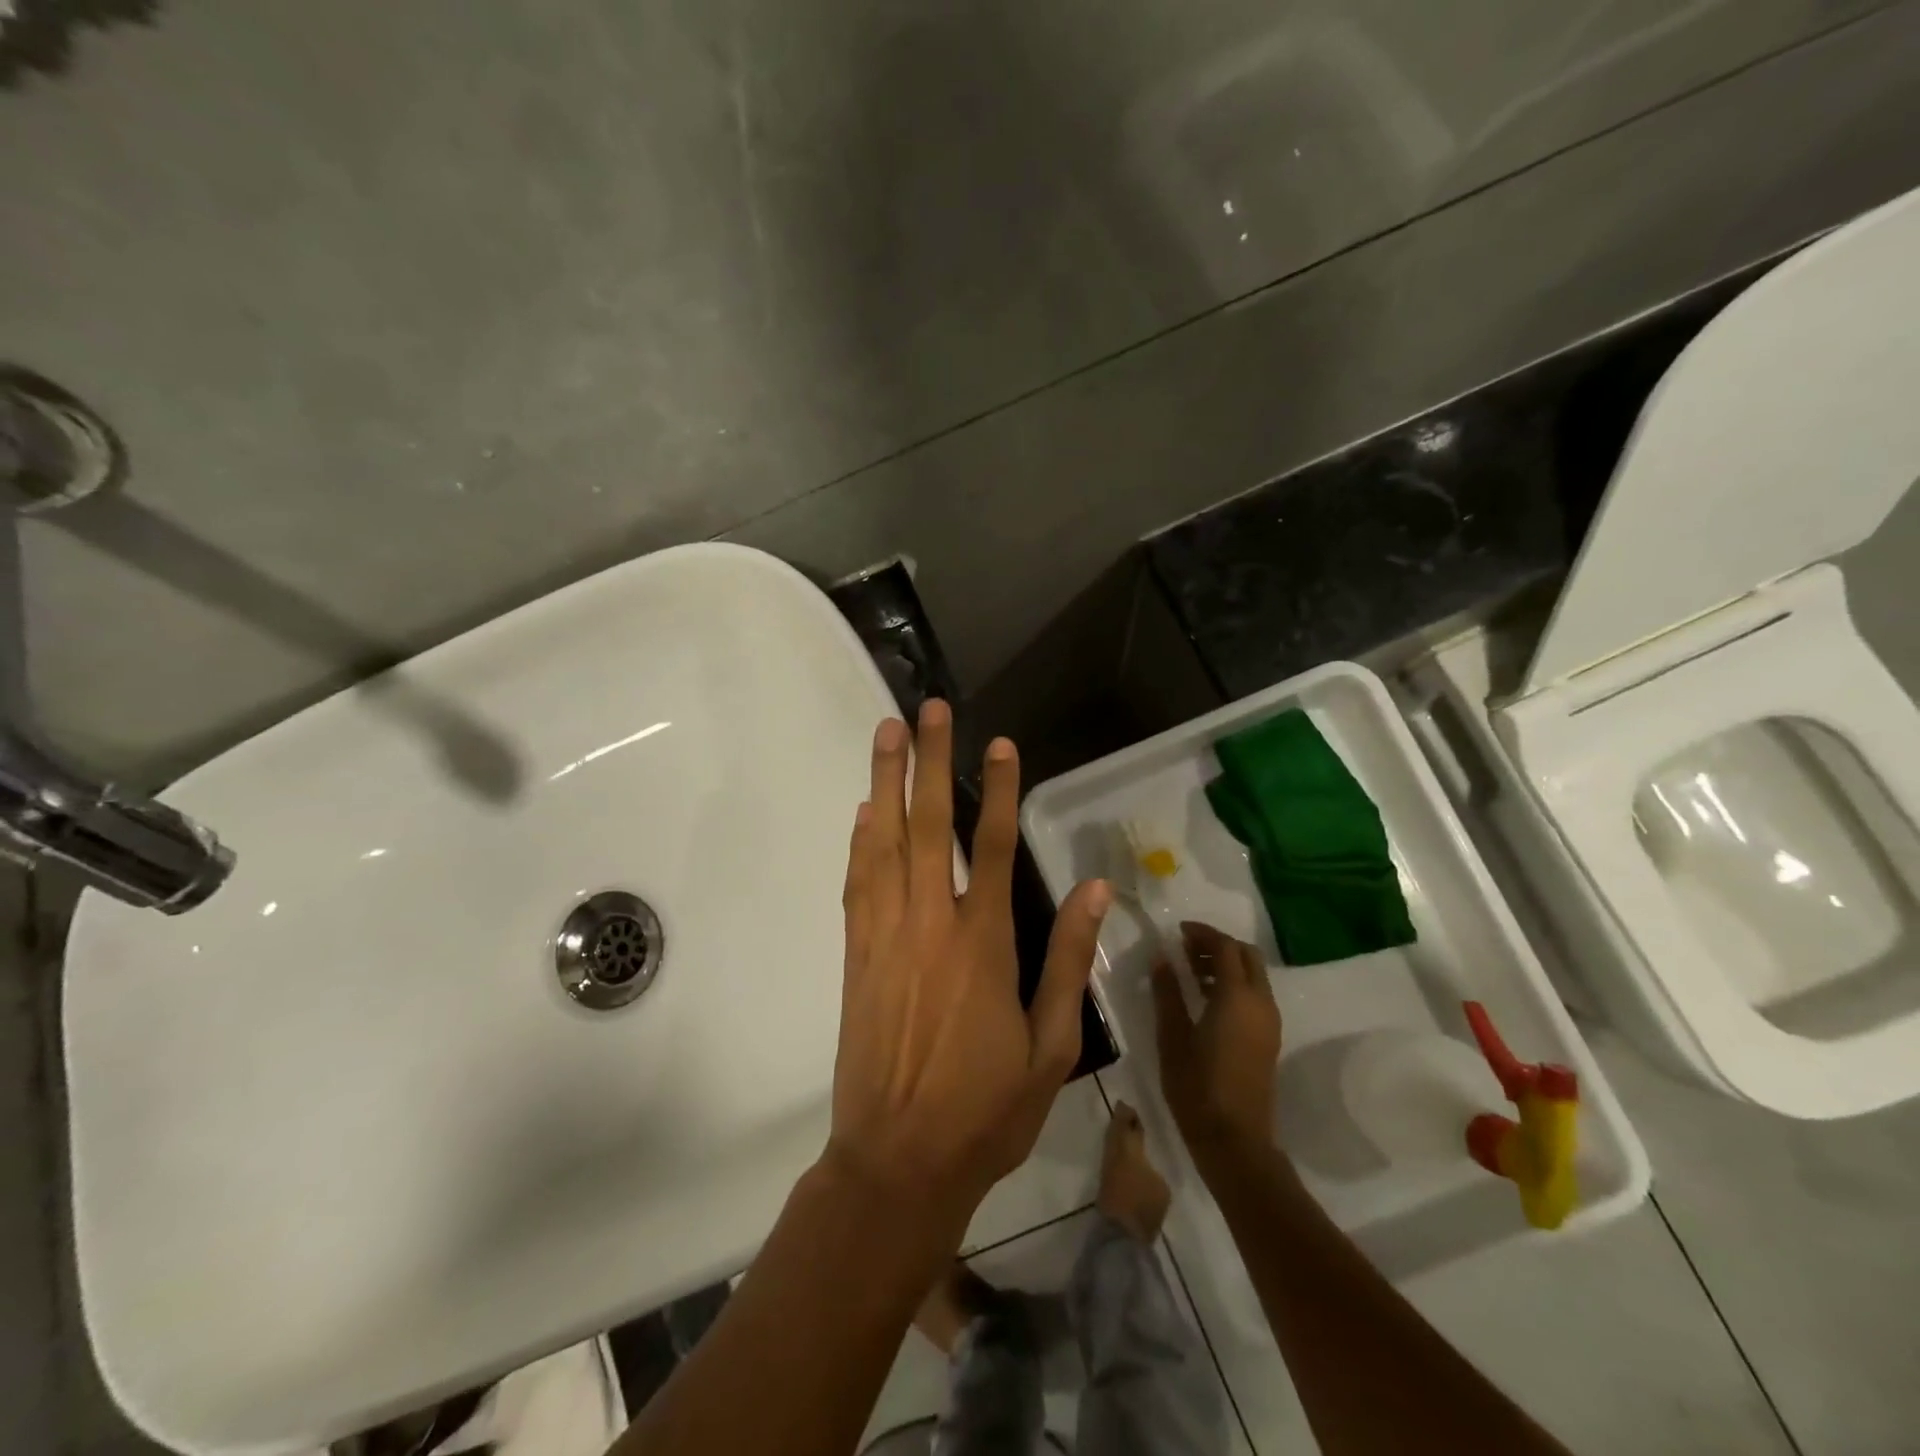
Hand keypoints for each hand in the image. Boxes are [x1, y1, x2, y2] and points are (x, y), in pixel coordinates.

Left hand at [827, 699, 1111, 1242]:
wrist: (896, 1162)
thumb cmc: (986, 1110)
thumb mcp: (1051, 1046)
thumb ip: (1069, 961)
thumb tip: (1094, 890)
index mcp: (982, 944)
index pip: (991, 846)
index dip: (997, 789)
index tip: (1000, 743)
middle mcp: (929, 925)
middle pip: (927, 826)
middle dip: (928, 760)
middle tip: (927, 708)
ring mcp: (884, 936)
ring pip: (883, 843)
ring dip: (885, 782)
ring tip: (886, 733)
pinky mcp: (855, 956)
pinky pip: (857, 884)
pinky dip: (859, 841)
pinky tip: (862, 811)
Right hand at [1152, 923, 1281, 1171]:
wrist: (1235, 1141)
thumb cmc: (1197, 1086)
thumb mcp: (1172, 1036)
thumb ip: (1167, 992)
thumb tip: (1162, 958)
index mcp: (1237, 997)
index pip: (1225, 947)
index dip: (1202, 933)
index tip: (1177, 931)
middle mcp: (1260, 1002)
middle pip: (1246, 955)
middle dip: (1218, 945)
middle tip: (1185, 948)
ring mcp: (1269, 1022)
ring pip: (1253, 975)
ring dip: (1226, 964)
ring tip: (1189, 972)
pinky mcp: (1268, 1038)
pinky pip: (1254, 995)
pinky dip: (1233, 984)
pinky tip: (1204, 998)